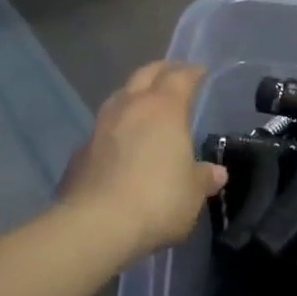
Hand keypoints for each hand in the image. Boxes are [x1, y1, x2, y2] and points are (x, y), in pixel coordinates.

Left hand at [59, 61, 226, 261]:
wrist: (95, 224)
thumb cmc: (157, 200)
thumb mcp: (192, 193)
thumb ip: (203, 178)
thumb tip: (216, 173)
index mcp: (164, 108)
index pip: (180, 77)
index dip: (192, 72)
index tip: (201, 72)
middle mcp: (130, 107)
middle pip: (145, 74)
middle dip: (161, 71)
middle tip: (173, 74)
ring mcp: (100, 126)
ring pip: (119, 97)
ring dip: (134, 96)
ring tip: (145, 105)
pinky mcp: (80, 151)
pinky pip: (103, 129)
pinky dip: (116, 129)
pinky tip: (121, 144)